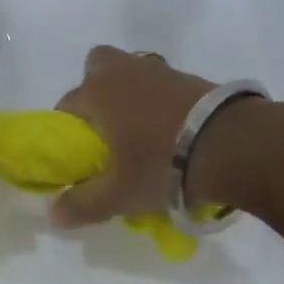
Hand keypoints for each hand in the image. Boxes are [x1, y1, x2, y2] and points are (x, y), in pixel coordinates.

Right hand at [51, 46, 225, 227]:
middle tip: (109, 128)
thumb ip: (82, 204)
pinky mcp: (190, 77)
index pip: (66, 106)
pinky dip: (162, 102)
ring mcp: (158, 70)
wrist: (231, 145)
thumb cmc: (161, 164)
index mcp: (96, 92)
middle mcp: (121, 71)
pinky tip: (174, 132)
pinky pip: (162, 85)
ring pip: (132, 73)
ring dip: (131, 96)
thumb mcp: (118, 194)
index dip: (69, 132)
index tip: (84, 157)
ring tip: (144, 133)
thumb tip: (52, 215)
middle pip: (98, 68)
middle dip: (98, 91)